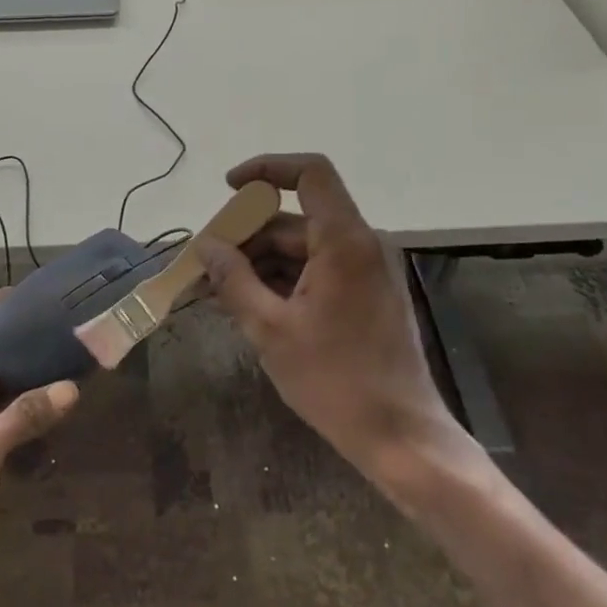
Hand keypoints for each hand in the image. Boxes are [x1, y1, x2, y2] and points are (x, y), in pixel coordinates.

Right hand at [200, 154, 470, 475]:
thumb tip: (205, 246)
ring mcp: (366, 271)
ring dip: (260, 263)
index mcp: (345, 242)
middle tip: (206, 264)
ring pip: (303, 248)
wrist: (401, 438)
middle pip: (296, 219)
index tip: (228, 189)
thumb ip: (233, 280)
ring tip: (218, 292)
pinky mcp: (366, 296)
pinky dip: (282, 281)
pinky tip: (250, 306)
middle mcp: (361, 245)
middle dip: (247, 236)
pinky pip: (317, 271)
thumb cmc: (335, 381)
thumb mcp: (270, 329)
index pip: (310, 173)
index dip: (267, 168)